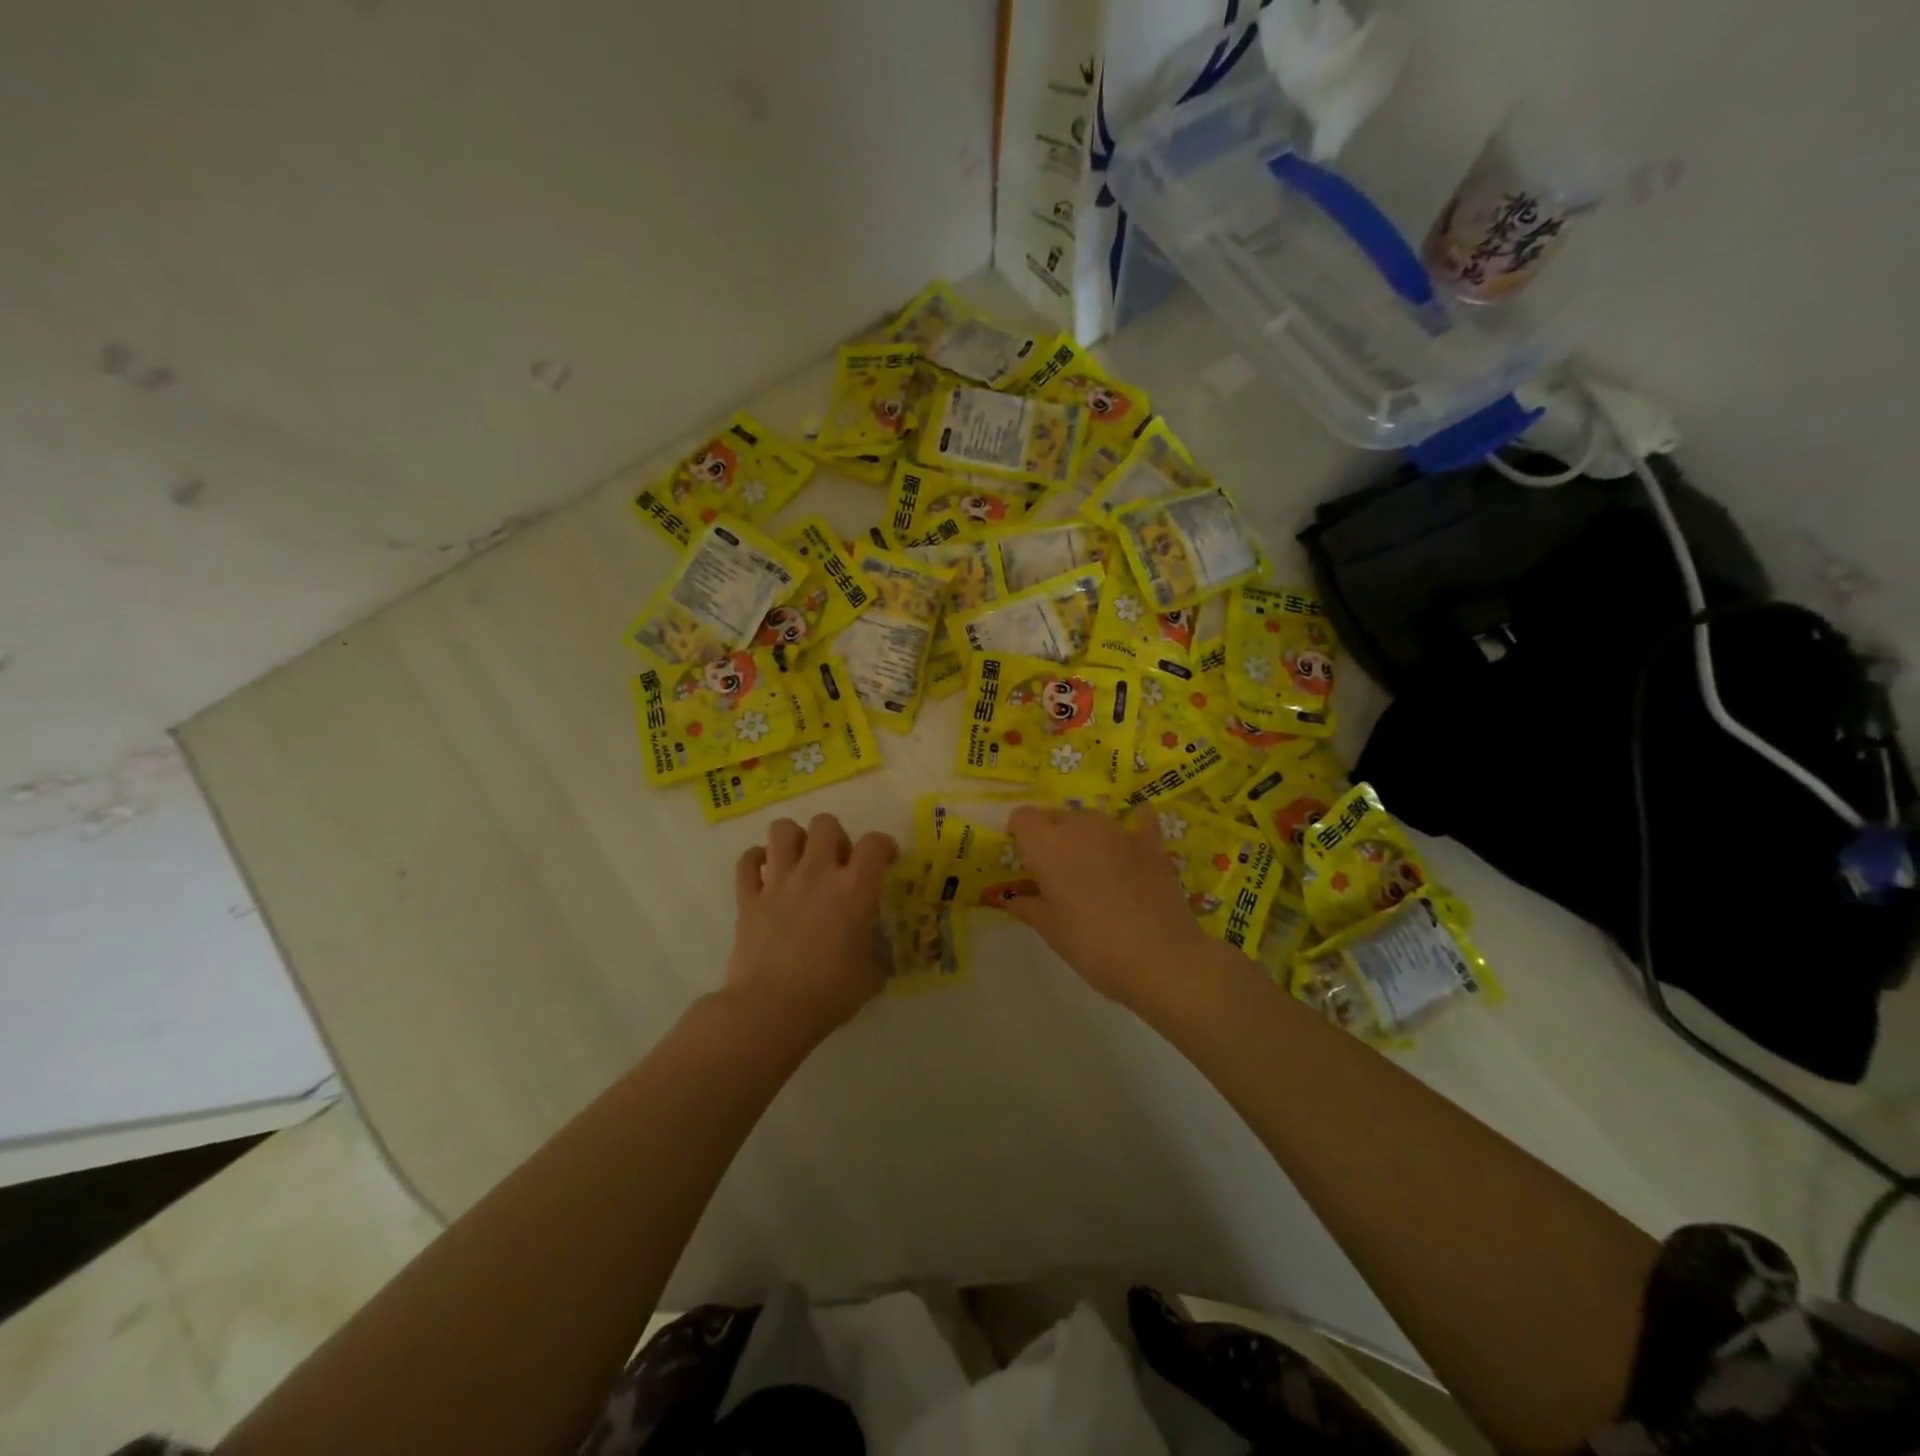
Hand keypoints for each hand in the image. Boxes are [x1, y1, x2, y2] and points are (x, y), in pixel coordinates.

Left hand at [729, 814, 896, 1037]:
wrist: (770, 1010)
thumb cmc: (828, 994)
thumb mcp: (869, 977)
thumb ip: (874, 958)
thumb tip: (874, 960)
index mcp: (854, 889)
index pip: (875, 844)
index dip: (884, 846)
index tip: (885, 859)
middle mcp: (816, 873)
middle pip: (825, 824)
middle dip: (835, 836)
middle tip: (837, 863)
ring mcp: (778, 882)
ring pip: (782, 829)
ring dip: (794, 839)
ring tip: (799, 861)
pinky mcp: (748, 897)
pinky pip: (747, 860)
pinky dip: (755, 861)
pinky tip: (765, 875)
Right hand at [1004, 806, 1209, 1008]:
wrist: (1159, 957)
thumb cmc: (1091, 944)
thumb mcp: (1050, 930)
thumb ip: (1027, 906)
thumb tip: (1012, 900)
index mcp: (1046, 844)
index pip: (1022, 817)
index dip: (1021, 833)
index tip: (1025, 858)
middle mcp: (1079, 826)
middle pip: (1057, 816)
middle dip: (1053, 836)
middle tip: (1057, 872)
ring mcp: (1118, 830)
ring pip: (1092, 820)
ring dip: (1086, 835)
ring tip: (1093, 868)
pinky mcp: (1150, 842)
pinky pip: (1139, 821)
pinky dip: (1134, 826)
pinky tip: (1135, 837)